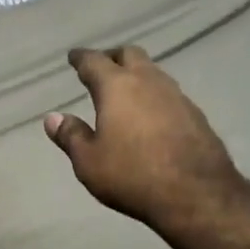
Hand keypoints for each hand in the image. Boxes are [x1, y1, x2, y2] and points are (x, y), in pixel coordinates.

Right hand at [44, 46, 243, 233]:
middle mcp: (149, 82)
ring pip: (153, 72)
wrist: (196, 194)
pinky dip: (155, 97)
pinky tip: (152, 115)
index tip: (73, 57)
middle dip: (113, 57)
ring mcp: (177, 96)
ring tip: (126, 91)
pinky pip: (170, 95)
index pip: (94, 61)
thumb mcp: (89, 162)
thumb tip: (53, 117)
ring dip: (138, 75)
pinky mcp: (196, 115)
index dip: (81, 58)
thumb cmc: (132, 176)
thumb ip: (71, 136)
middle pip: (130, 54)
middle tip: (101, 67)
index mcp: (117, 87)